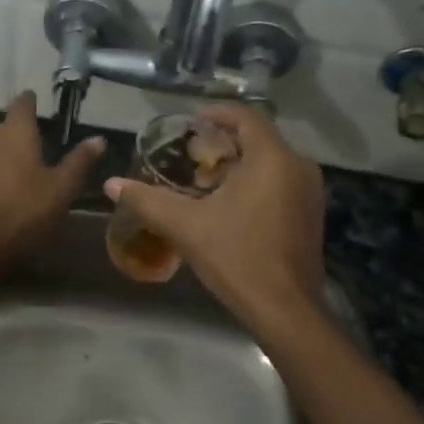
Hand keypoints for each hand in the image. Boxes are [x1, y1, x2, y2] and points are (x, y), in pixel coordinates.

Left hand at [0, 92, 104, 274]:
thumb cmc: (25, 210)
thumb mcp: (62, 188)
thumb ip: (79, 161)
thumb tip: (99, 138)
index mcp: (16, 132)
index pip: (22, 104)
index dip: (30, 100)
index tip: (37, 98)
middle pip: (5, 125)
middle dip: (19, 129)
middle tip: (38, 138)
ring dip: (6, 150)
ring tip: (24, 163)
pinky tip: (6, 184)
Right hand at [106, 103, 324, 329]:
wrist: (285, 309)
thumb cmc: (237, 258)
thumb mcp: (186, 226)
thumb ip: (147, 201)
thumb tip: (111, 184)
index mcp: (272, 158)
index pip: (245, 117)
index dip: (216, 114)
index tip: (190, 123)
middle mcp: (298, 166)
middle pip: (258, 138)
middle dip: (224, 142)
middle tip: (191, 154)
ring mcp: (310, 191)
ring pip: (271, 161)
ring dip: (240, 164)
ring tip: (205, 180)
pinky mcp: (311, 214)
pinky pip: (281, 182)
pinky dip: (256, 182)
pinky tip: (231, 205)